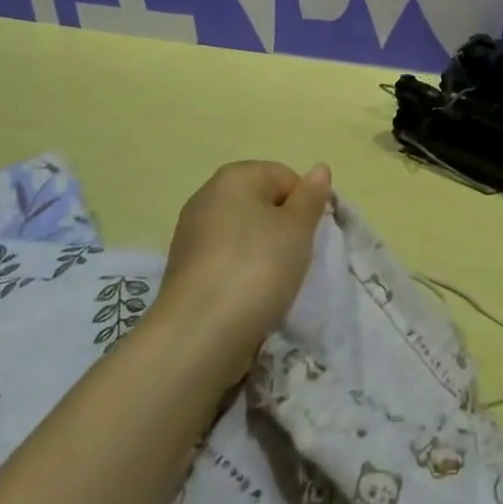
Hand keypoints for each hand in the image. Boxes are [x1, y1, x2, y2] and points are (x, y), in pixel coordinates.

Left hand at [156, 160, 332, 371]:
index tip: (308, 237)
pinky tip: (246, 296)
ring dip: (262, 252)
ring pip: (243, 233)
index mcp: (235, 176)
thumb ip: (311, 197)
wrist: (199, 334)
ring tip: (271, 283)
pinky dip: (239, 272)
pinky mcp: (183, 268)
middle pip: (261, 203)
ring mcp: (190, 232)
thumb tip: (319, 169)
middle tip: (293, 259)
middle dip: (282, 228)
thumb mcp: (298, 229)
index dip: (304, 206)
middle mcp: (207, 195)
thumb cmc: (257, 268)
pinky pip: (224, 259)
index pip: (285, 177)